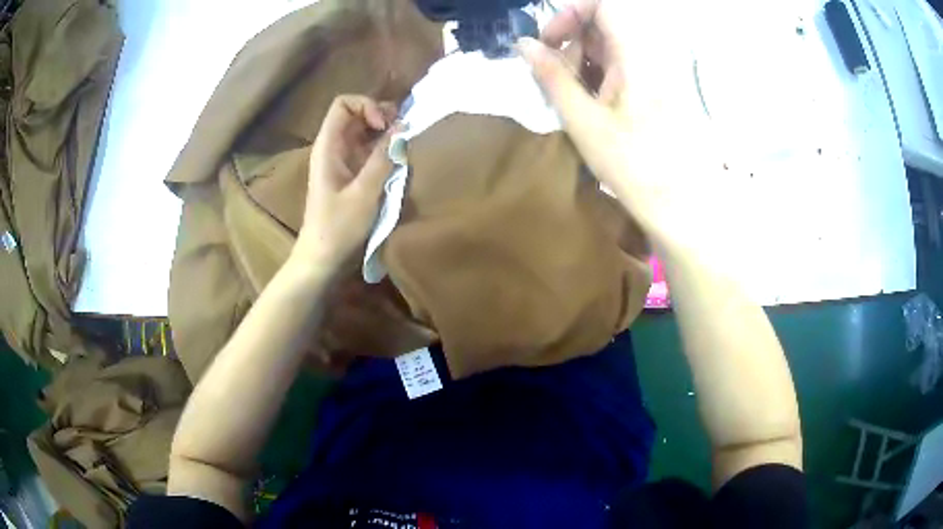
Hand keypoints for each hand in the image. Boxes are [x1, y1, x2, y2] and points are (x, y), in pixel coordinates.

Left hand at [295, 95, 396, 271]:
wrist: (322, 260)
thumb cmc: (338, 229)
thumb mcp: (364, 193)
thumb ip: (383, 158)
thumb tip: (402, 128)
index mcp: (328, 146)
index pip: (343, 104)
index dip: (367, 106)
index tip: (384, 126)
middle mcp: (334, 147)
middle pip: (356, 114)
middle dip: (381, 116)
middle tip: (403, 133)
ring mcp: (342, 161)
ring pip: (364, 132)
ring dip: (386, 133)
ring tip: (404, 145)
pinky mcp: (351, 175)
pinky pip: (368, 151)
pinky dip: (384, 149)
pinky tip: (398, 160)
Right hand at [520, 0, 723, 251]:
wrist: (679, 204)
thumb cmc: (632, 165)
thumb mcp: (582, 120)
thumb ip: (551, 76)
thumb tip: (524, 44)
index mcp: (635, 56)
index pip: (605, 5)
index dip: (571, 12)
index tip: (550, 40)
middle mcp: (649, 56)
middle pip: (603, 25)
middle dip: (572, 43)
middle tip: (557, 80)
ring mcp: (654, 73)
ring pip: (611, 47)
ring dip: (583, 63)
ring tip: (573, 99)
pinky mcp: (655, 89)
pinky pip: (622, 66)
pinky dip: (599, 76)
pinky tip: (592, 106)